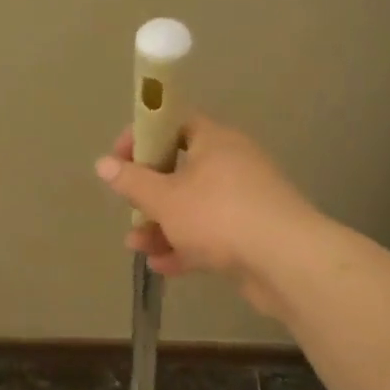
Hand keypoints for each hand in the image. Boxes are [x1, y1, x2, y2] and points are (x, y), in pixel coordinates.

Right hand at [96, 116, 318, 315]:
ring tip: (136, 246)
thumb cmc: (219, 216)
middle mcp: (232, 164)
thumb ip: (132, 181)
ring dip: (163, 225)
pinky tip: (162, 265)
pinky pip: (211, 234)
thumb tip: (102, 163)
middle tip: (129, 207)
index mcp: (214, 141)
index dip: (143, 137)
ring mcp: (245, 200)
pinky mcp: (253, 234)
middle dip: (150, 192)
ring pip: (194, 206)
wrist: (287, 262)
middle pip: (181, 169)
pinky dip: (186, 246)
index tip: (119, 159)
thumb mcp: (165, 198)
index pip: (173, 123)